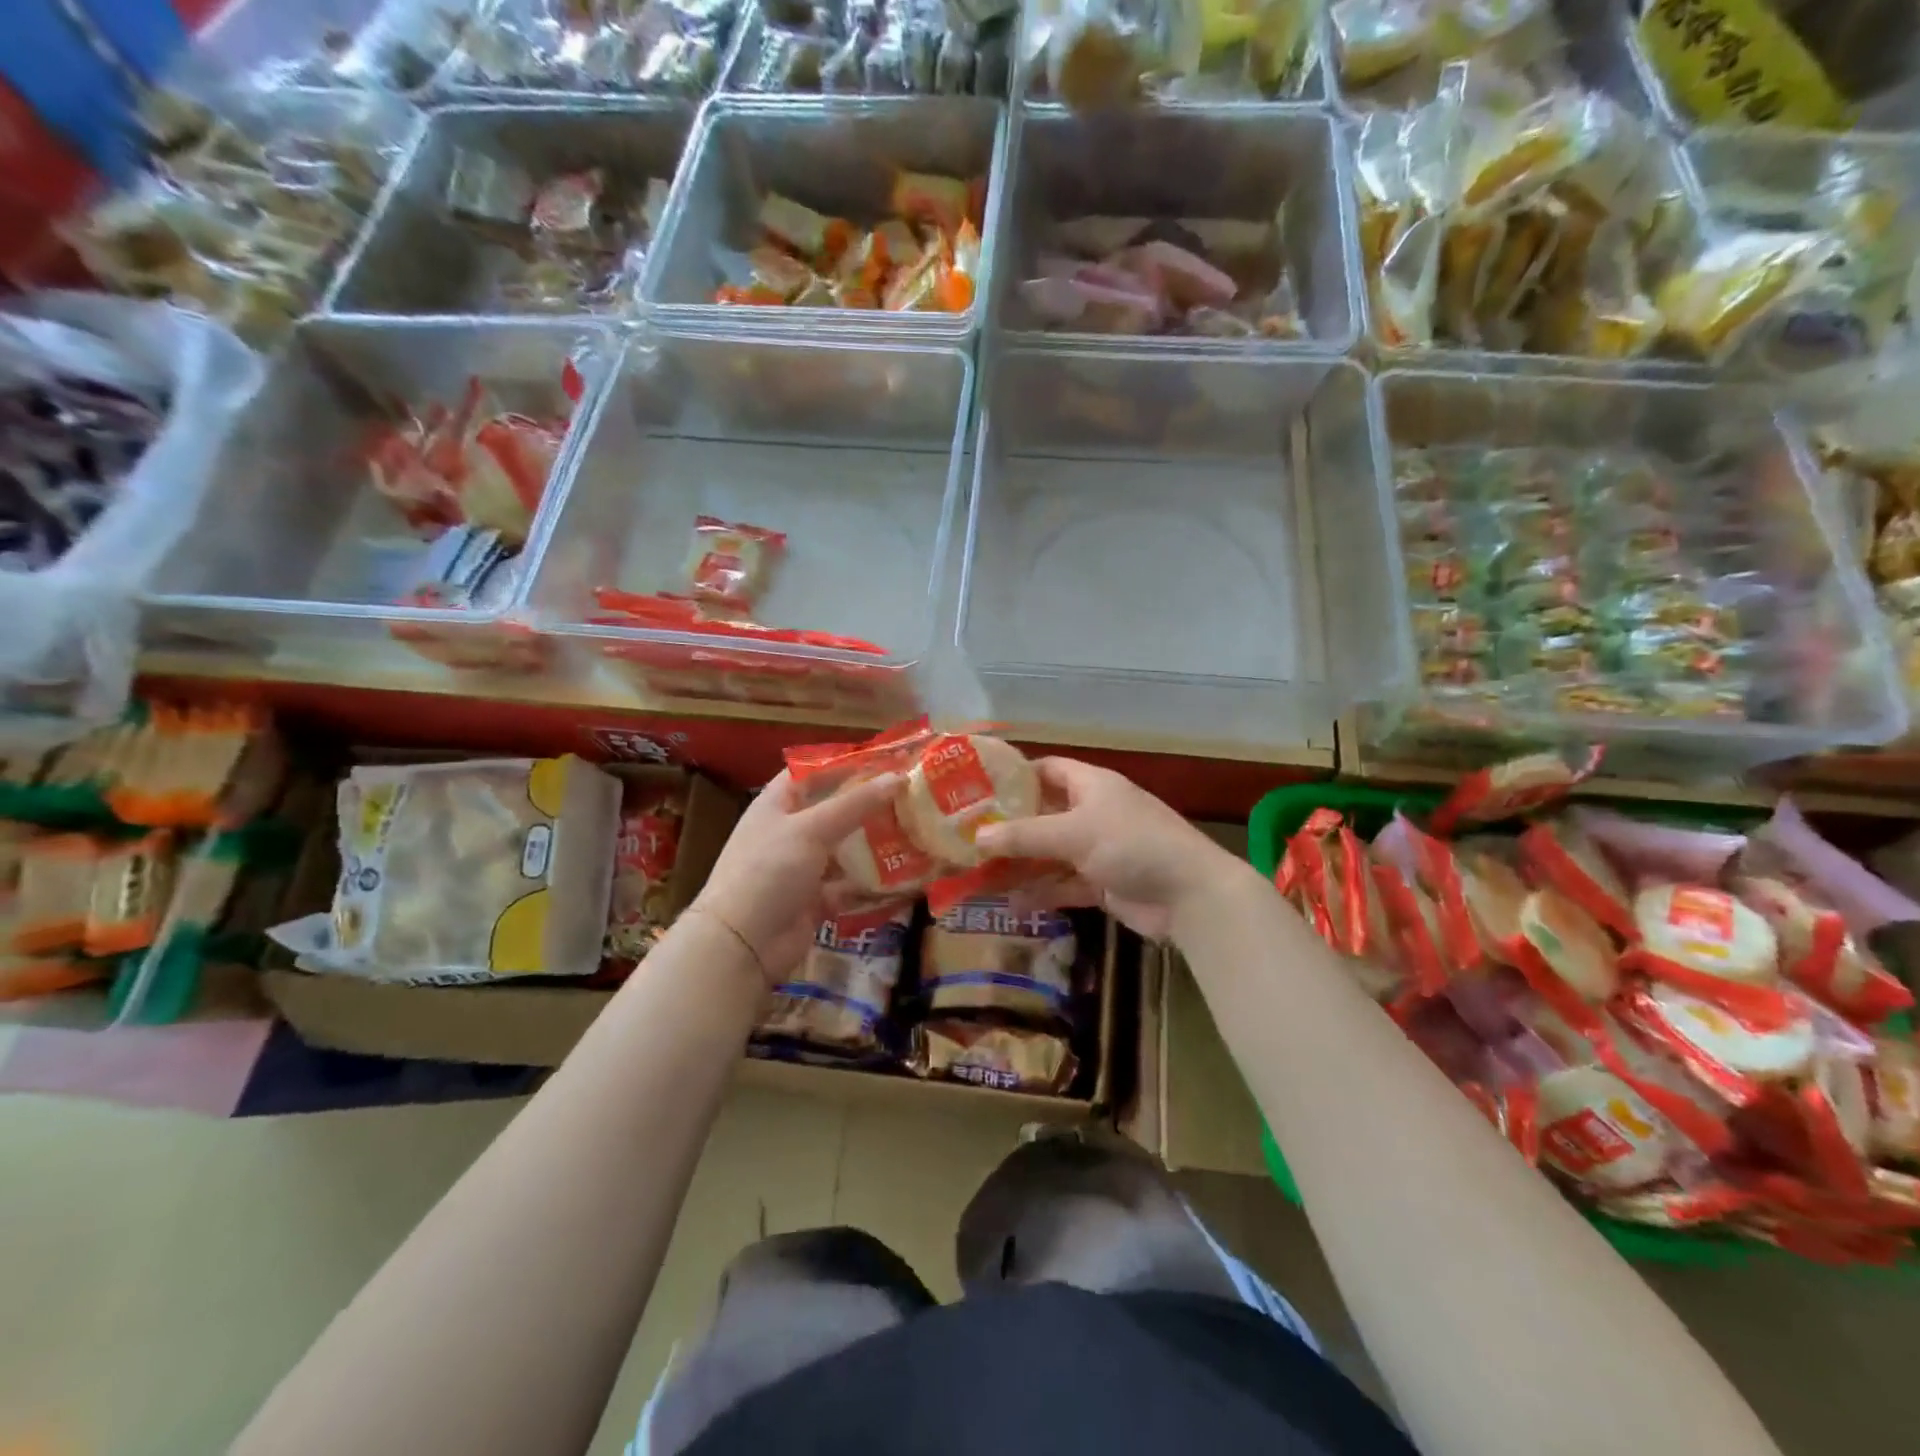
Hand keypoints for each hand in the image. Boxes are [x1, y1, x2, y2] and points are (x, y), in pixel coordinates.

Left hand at [689, 768, 903, 987]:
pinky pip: (848, 885)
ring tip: (915, 829)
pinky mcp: (814, 900)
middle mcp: (789, 832)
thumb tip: (898, 777)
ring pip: (844, 848)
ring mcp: (801, 867)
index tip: (883, 758)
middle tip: (910, 795)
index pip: (811, 772)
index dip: (843, 762)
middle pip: (833, 810)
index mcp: (777, 804)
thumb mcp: (812, 829)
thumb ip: (855, 804)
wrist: (742, 943)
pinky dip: (871, 881)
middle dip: (868, 803)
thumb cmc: (769, 870)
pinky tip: (904, 873)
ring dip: (874, 842)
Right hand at [973, 758, 1251, 939]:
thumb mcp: (1073, 833)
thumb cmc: (1132, 845)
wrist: (1190, 895)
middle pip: (1044, 815)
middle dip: (1010, 828)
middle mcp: (1093, 813)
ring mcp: (1098, 850)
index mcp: (1091, 785)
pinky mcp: (1102, 884)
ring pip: (1050, 854)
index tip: (978, 790)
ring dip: (1021, 865)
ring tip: (978, 875)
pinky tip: (1010, 905)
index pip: (1047, 770)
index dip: (1016, 777)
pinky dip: (1041, 893)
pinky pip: (1063, 884)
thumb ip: (1024, 836)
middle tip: (967, 838)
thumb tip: (976, 838)